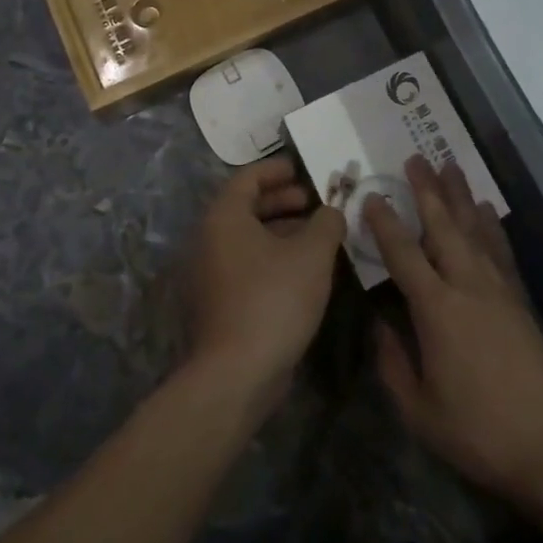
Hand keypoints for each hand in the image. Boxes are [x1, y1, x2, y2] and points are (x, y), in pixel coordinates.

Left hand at [184, 156, 345, 413]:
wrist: (237, 374)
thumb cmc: (273, 299)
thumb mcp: (311, 254)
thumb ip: (326, 223)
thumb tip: (332, 211)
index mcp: (224, 217)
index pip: (248, 177)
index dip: (277, 170)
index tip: (302, 169)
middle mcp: (210, 239)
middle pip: (246, 206)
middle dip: (282, 201)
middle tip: (314, 202)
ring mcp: (212, 273)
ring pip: (248, 238)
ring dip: (282, 231)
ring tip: (317, 236)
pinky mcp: (219, 301)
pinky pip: (247, 264)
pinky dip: (272, 256)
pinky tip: (302, 270)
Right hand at [369, 156, 542, 509]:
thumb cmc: (477, 432)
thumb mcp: (419, 410)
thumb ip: (392, 362)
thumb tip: (378, 323)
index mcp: (437, 310)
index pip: (404, 254)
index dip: (385, 223)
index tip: (371, 196)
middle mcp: (467, 286)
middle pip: (443, 226)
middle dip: (426, 190)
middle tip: (415, 158)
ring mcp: (498, 290)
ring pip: (474, 230)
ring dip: (460, 196)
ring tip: (449, 165)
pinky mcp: (520, 300)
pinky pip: (501, 251)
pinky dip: (491, 226)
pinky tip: (485, 209)